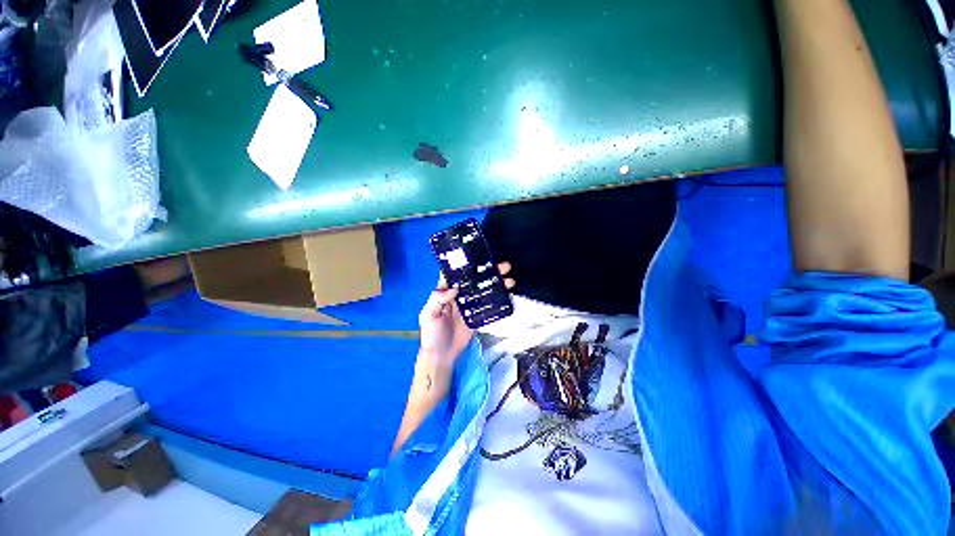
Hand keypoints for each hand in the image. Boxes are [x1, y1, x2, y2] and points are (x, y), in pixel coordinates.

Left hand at [418, 262, 513, 370]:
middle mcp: (459, 295)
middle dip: (488, 271)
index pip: (455, 274)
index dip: (465, 264)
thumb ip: (437, 299)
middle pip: (474, 280)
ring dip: (496, 283)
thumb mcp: (428, 315)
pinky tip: (507, 293)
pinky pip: (488, 305)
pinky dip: (497, 299)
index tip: (478, 254)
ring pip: (484, 290)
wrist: (442, 356)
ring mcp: (470, 306)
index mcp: (446, 292)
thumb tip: (454, 287)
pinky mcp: (477, 316)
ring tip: (509, 279)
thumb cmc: (431, 334)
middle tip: (502, 266)